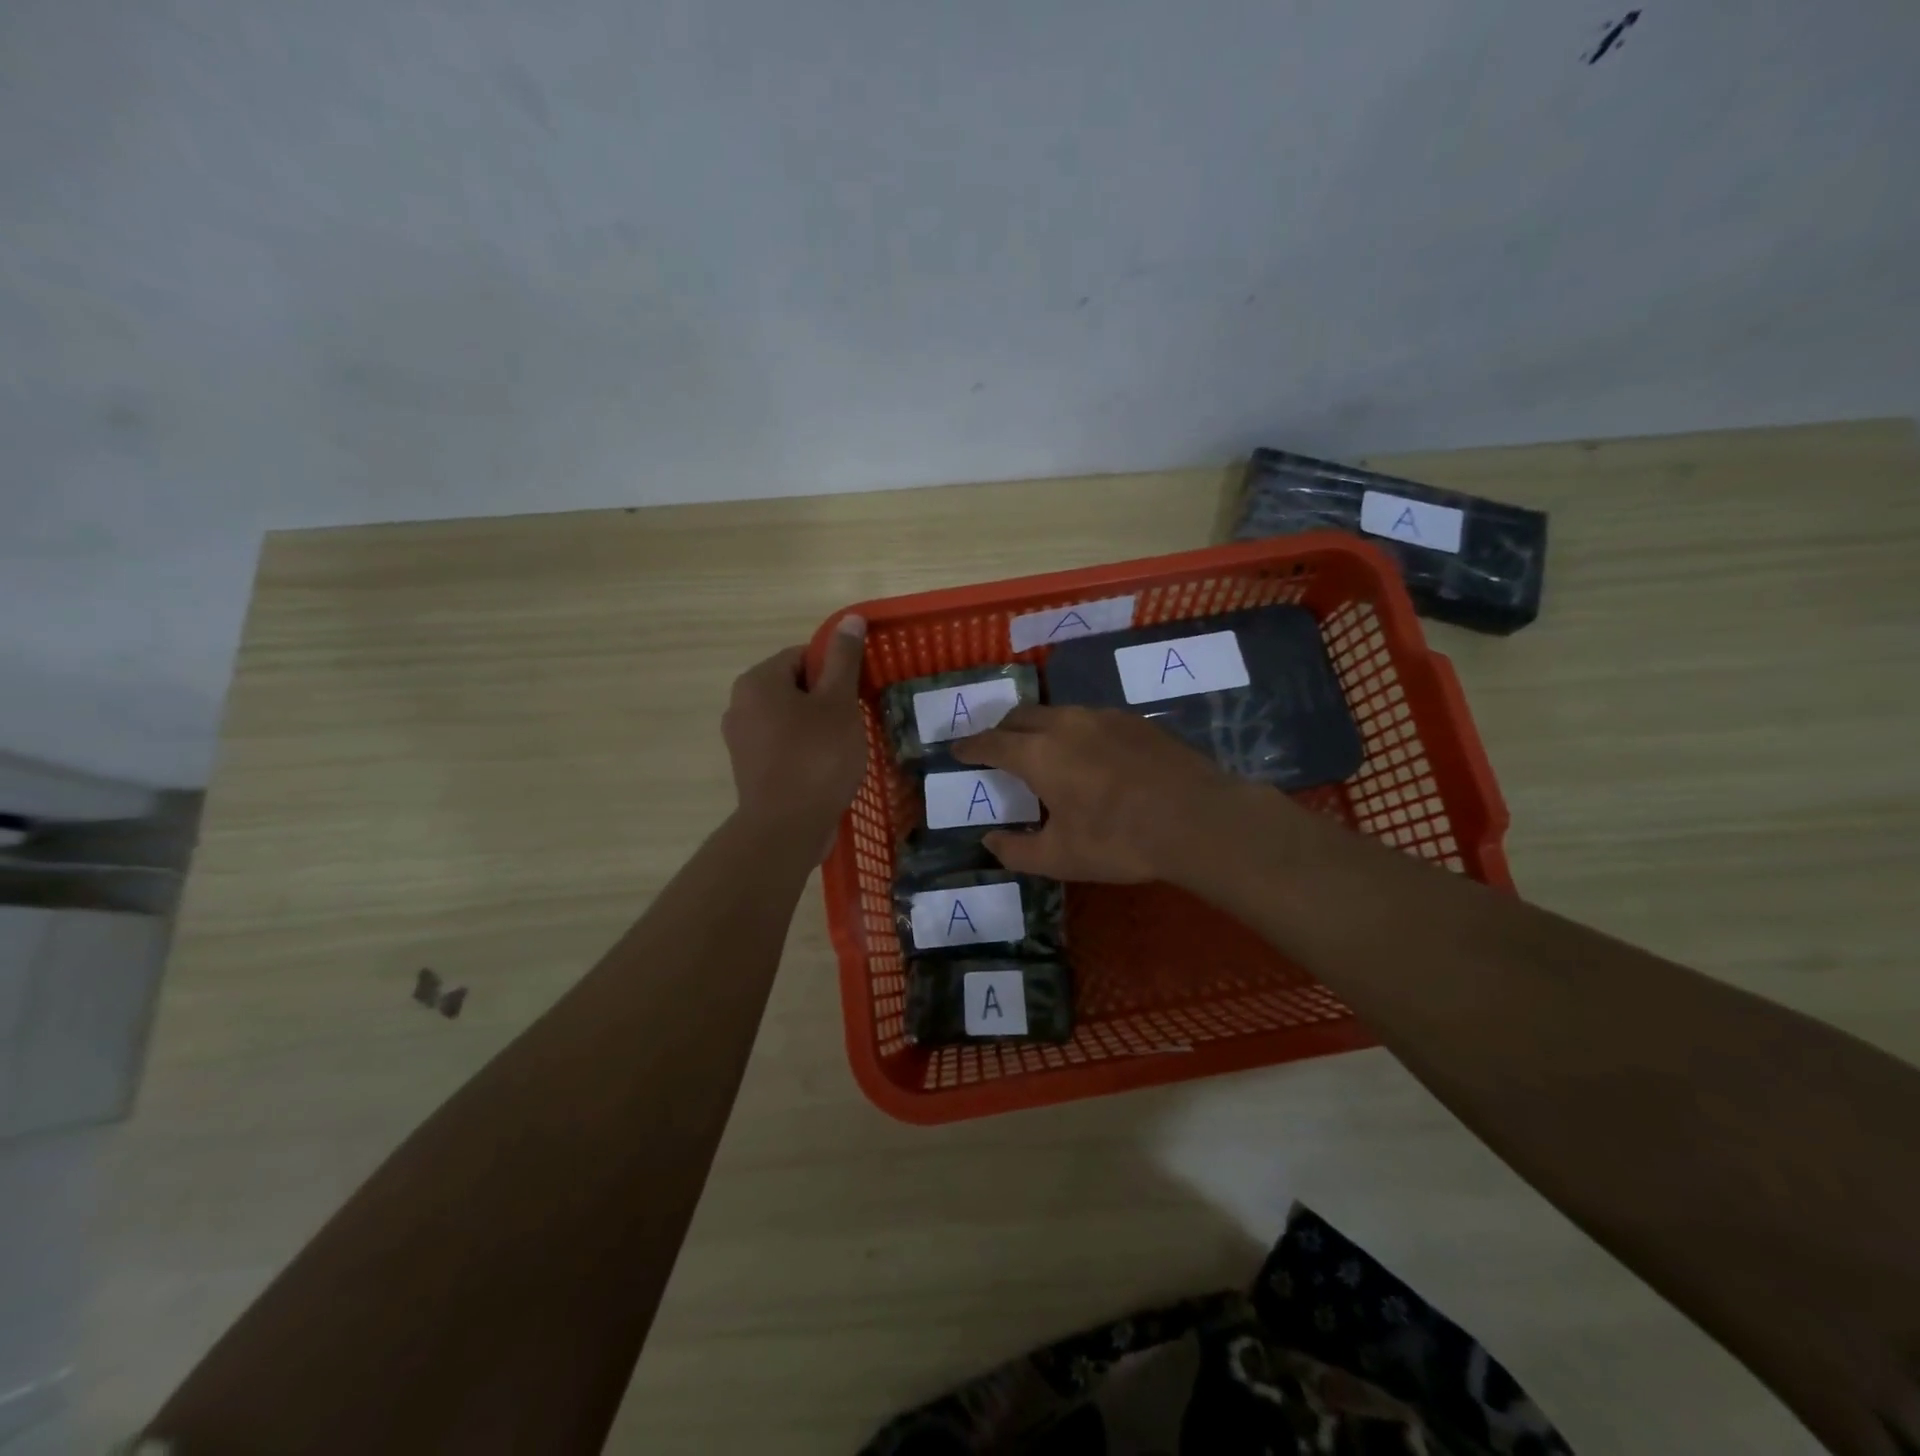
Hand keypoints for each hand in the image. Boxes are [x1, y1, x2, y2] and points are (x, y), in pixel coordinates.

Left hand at [722, 616, 866, 852]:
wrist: (786, 828)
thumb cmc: (816, 757)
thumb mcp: (838, 703)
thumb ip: (844, 660)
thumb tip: (850, 619)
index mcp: (758, 681)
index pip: (802, 656)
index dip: (835, 670)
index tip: (857, 693)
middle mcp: (740, 705)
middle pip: (794, 687)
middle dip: (826, 700)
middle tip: (855, 721)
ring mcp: (741, 740)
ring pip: (789, 719)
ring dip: (818, 726)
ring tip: (845, 747)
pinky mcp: (749, 769)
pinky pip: (782, 746)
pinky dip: (805, 750)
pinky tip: (827, 769)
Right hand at [951, 704, 1253, 882]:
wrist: (1196, 818)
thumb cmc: (1118, 840)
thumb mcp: (1059, 858)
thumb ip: (1016, 851)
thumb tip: (990, 841)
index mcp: (1037, 754)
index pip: (991, 743)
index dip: (970, 747)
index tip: (957, 750)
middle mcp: (1065, 724)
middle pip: (1020, 716)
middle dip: (1001, 730)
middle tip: (995, 747)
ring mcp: (1103, 717)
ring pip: (1057, 712)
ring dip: (1038, 726)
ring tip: (1040, 747)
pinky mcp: (1134, 721)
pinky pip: (1090, 718)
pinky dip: (1073, 730)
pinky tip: (1088, 752)